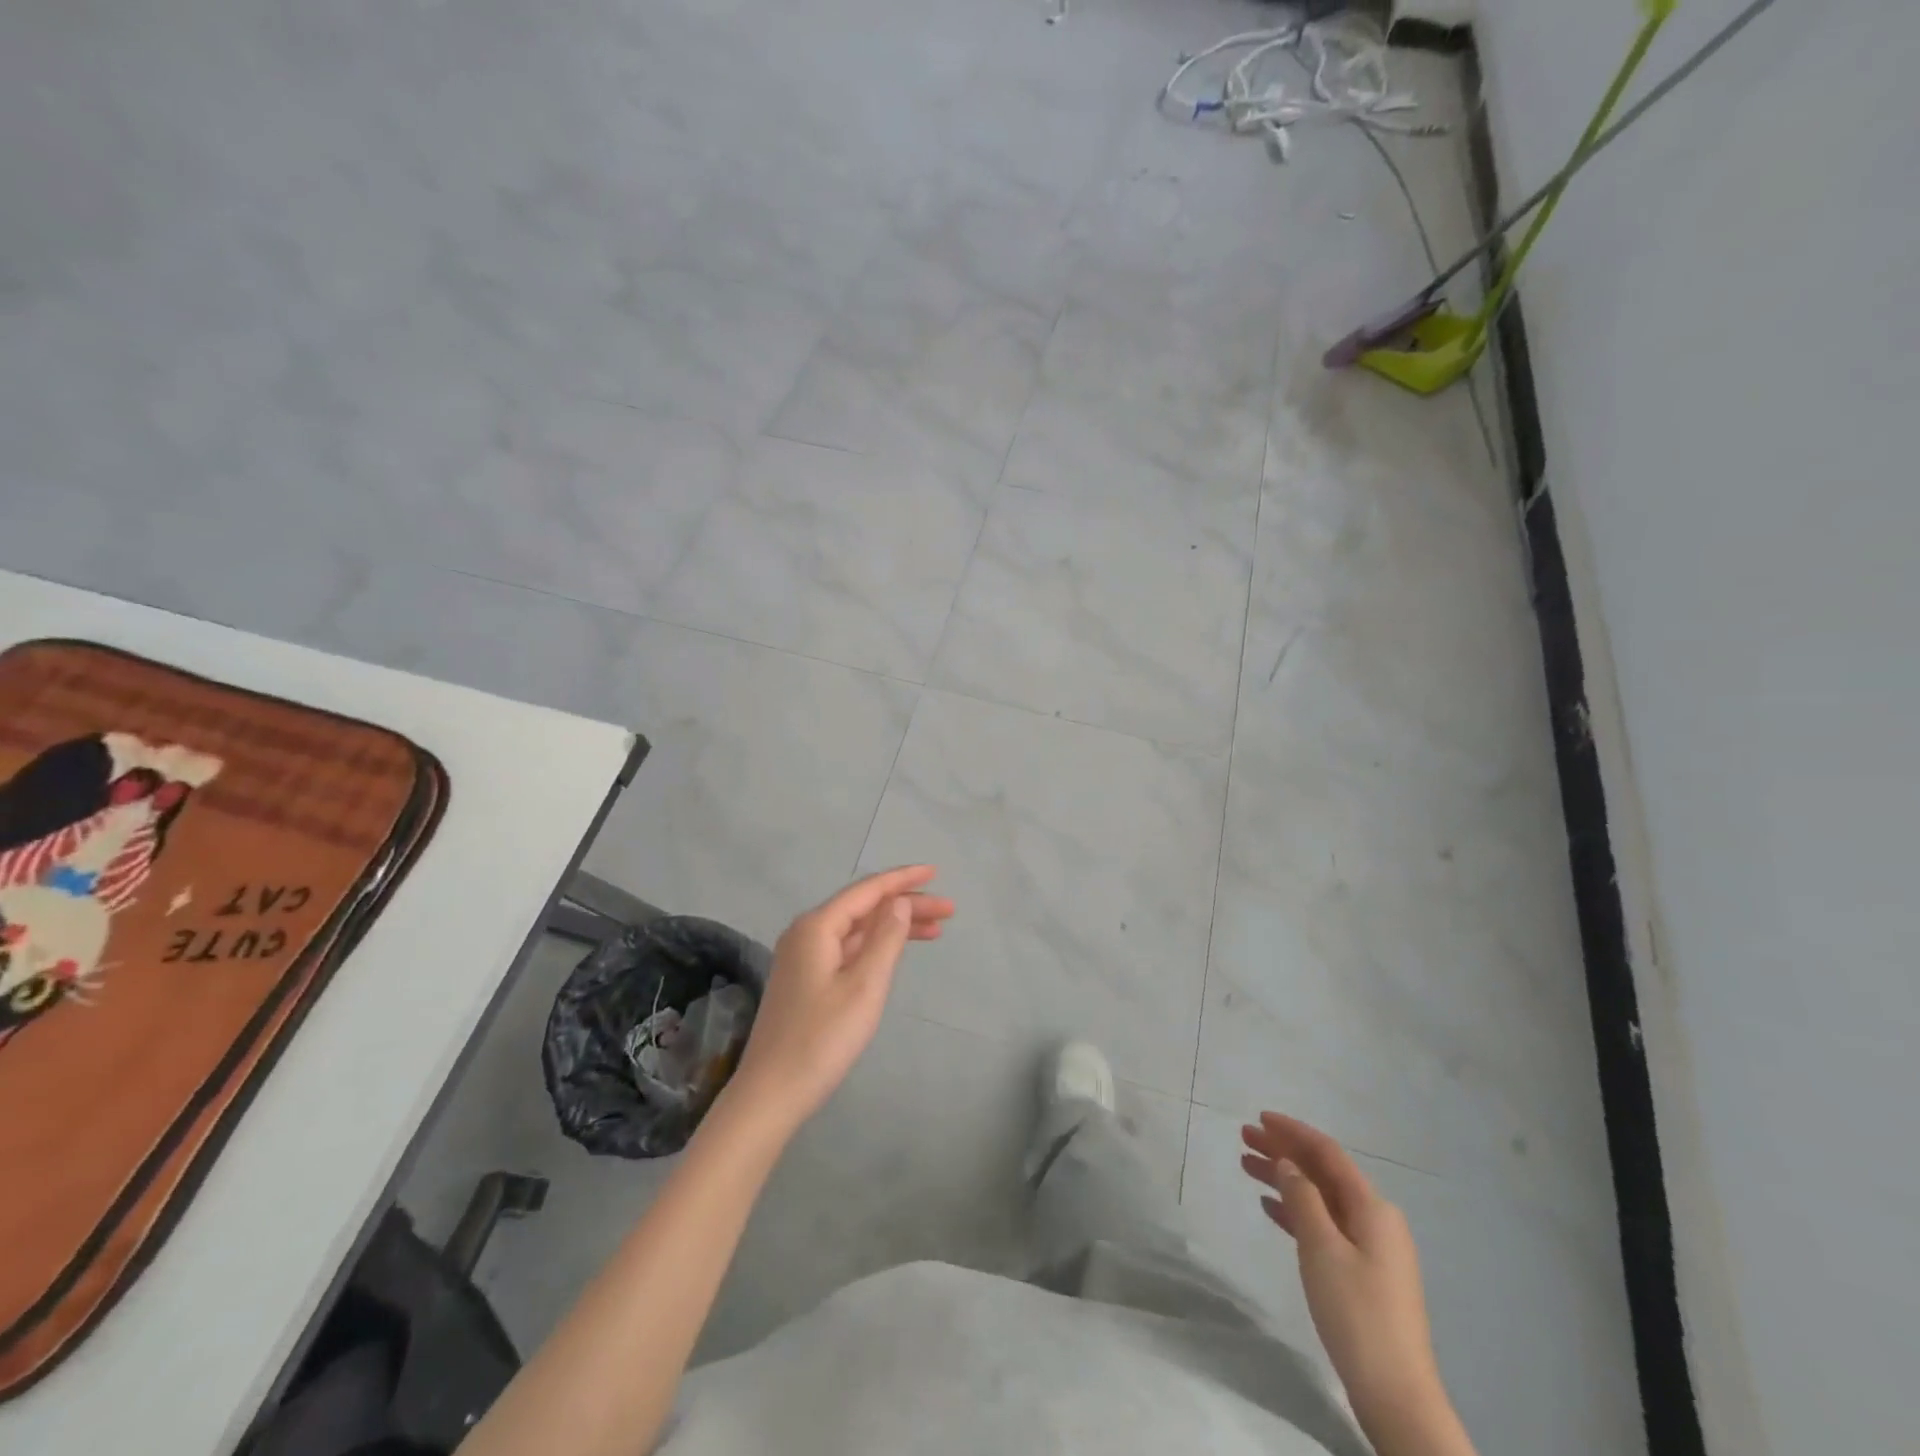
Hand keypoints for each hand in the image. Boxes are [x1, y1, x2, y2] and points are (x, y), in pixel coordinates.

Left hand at [729, 867, 953, 1132]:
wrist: (772, 1093)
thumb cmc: (822, 1038)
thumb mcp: (864, 986)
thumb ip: (885, 939)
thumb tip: (898, 902)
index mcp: (817, 927)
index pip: (867, 891)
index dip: (903, 880)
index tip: (936, 872)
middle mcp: (806, 934)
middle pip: (863, 908)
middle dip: (906, 905)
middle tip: (949, 911)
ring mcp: (803, 958)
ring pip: (857, 930)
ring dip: (894, 926)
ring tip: (936, 930)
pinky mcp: (805, 981)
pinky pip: (848, 949)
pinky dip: (876, 946)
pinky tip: (896, 952)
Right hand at [1242, 1113, 1464, 1452]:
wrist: (1395, 1393)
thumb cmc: (1356, 1312)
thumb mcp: (1321, 1248)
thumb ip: (1302, 1198)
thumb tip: (1288, 1164)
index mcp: (1372, 1207)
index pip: (1327, 1153)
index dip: (1292, 1131)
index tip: (1259, 1117)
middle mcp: (1375, 1219)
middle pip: (1322, 1172)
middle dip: (1283, 1151)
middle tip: (1243, 1137)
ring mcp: (1370, 1247)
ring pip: (1320, 1197)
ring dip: (1285, 1179)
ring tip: (1245, 1165)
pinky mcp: (1362, 1272)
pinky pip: (1323, 1223)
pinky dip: (1296, 1210)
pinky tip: (1270, 1206)